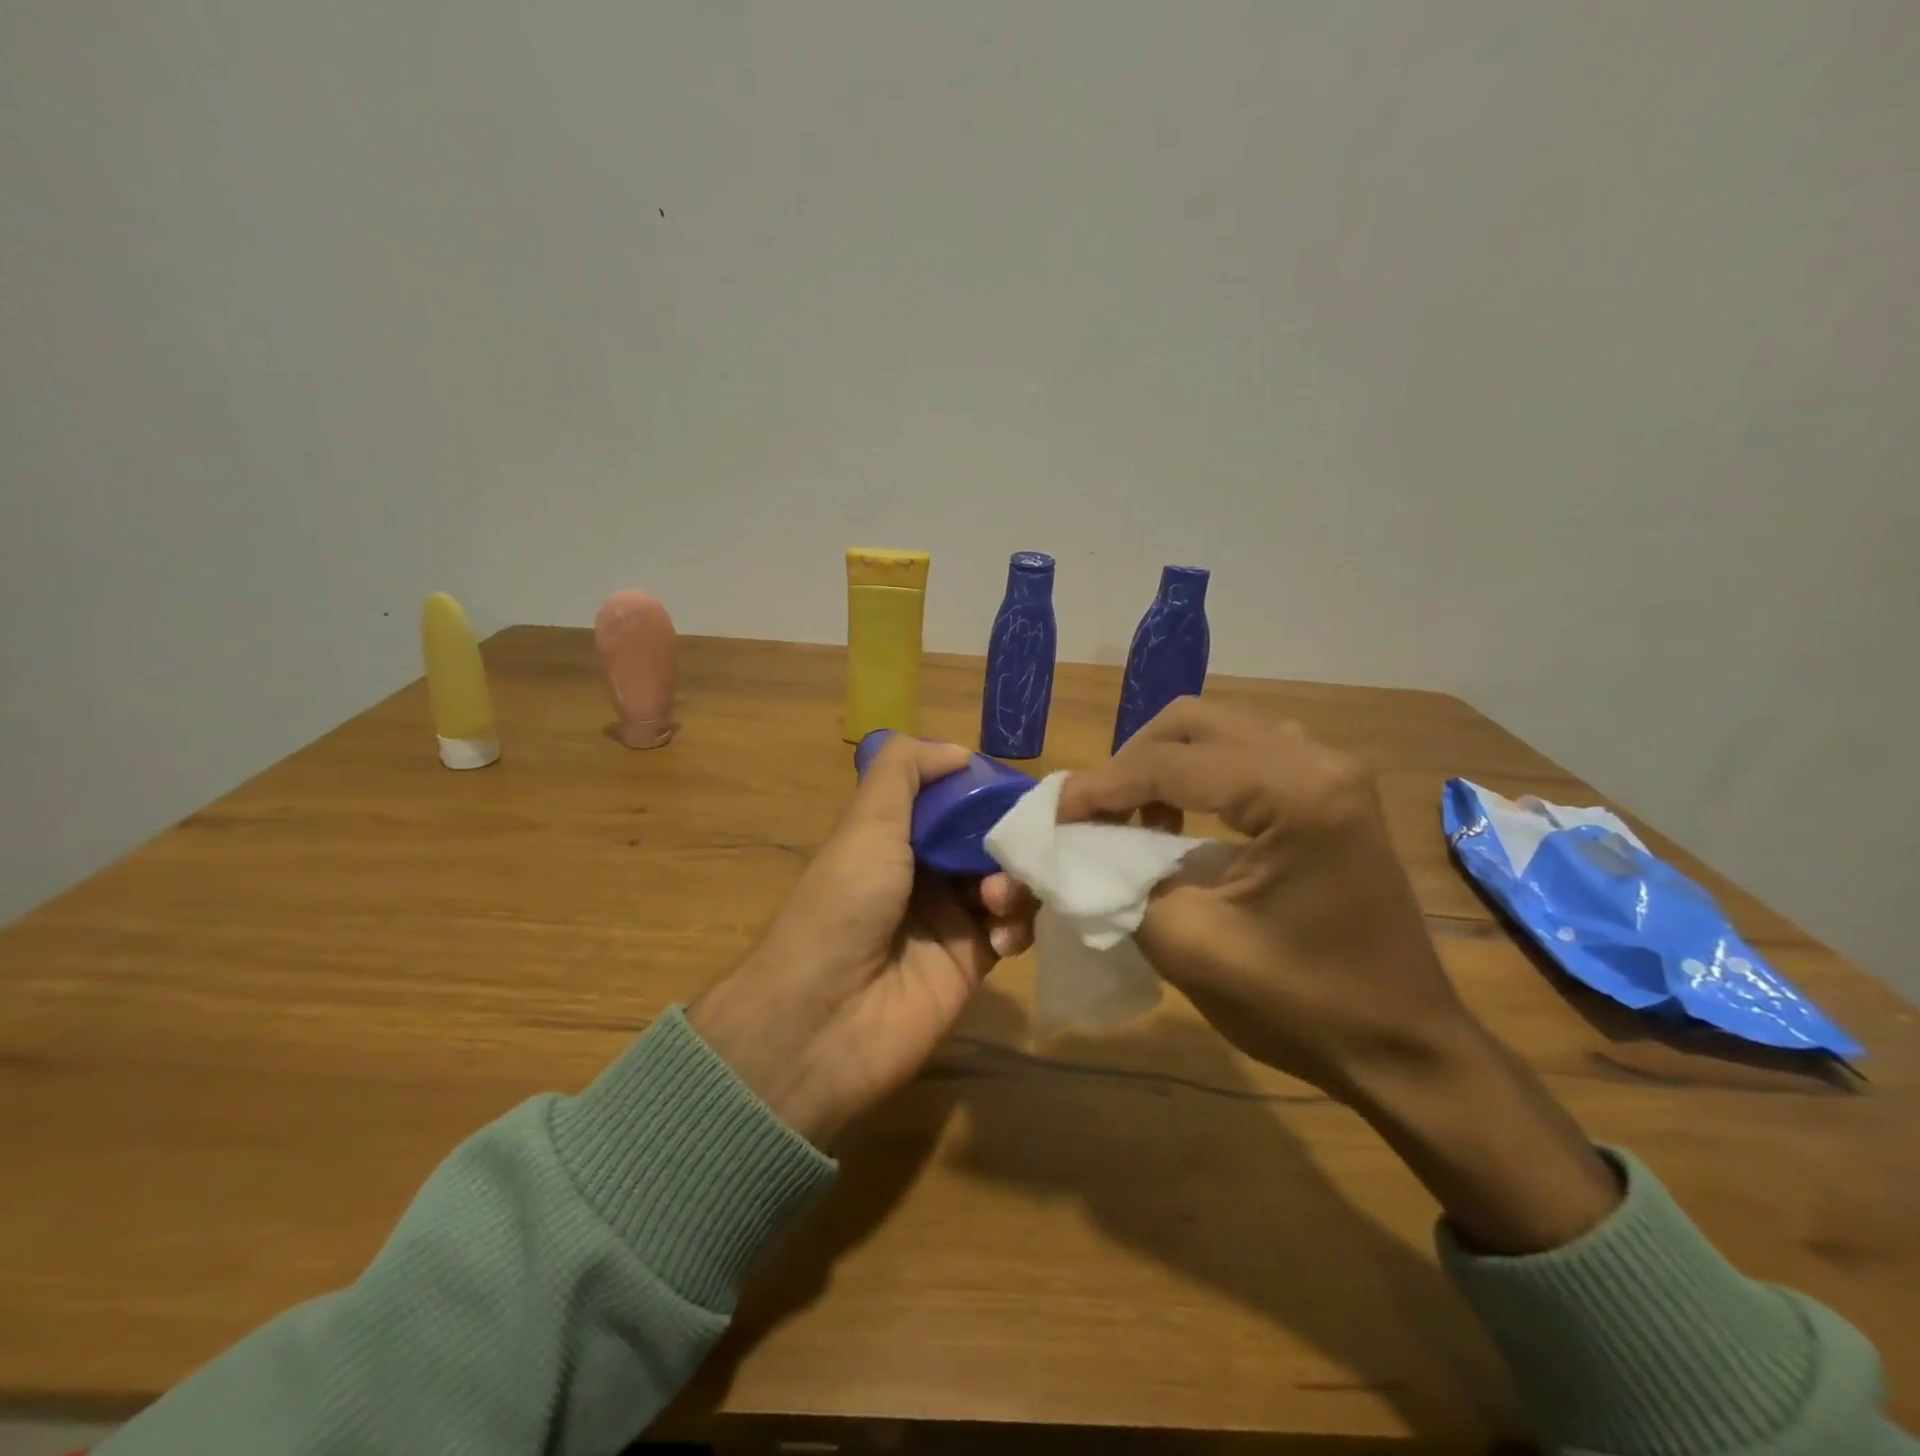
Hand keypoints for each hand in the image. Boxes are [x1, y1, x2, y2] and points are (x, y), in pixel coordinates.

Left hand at [689, 736, 1033, 1146]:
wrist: (824, 1020)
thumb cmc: (845, 905)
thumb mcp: (866, 822)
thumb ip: (905, 771)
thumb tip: (959, 752)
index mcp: (895, 836)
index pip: (955, 800)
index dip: (986, 792)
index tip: (1021, 791)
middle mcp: (924, 872)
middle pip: (987, 839)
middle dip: (1010, 838)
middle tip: (1026, 846)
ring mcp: (949, 919)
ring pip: (1007, 881)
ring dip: (1016, 882)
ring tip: (998, 899)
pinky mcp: (971, 963)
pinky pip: (1013, 930)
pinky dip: (1018, 926)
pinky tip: (1002, 937)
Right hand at [1058, 697, 1468, 1100]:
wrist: (1405, 1048)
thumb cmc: (1303, 1007)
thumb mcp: (1189, 946)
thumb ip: (1120, 882)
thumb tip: (1076, 846)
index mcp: (1296, 794)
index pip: (1169, 765)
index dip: (1099, 787)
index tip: (1051, 816)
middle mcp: (1319, 760)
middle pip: (1193, 723)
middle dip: (1129, 763)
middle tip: (1092, 813)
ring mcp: (1331, 770)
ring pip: (1218, 731)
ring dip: (1162, 765)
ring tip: (1128, 817)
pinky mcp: (1332, 790)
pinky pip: (1245, 754)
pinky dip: (1197, 776)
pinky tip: (1176, 823)